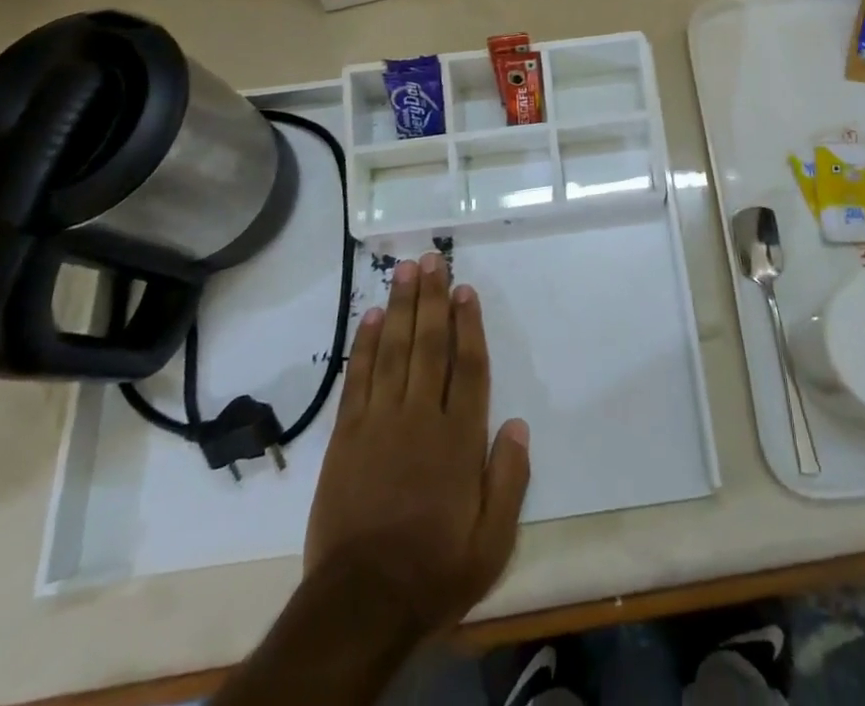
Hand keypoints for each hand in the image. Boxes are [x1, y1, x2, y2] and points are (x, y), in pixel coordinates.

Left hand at [304, 253, 530, 636]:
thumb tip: (518, 424)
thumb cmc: (434, 570)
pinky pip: (358, 379)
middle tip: (431, 260)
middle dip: (431, 299)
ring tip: (403, 271)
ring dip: (399, 308)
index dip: (468, 324)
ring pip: (393, 351)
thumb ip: (510, 479)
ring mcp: (380, 423)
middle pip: (428, 345)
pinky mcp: (346, 437)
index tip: (465, 290)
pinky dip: (364, 347)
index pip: (468, 366)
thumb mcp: (492, 541)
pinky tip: (368, 318)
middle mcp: (421, 417)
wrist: (361, 603)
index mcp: (459, 438)